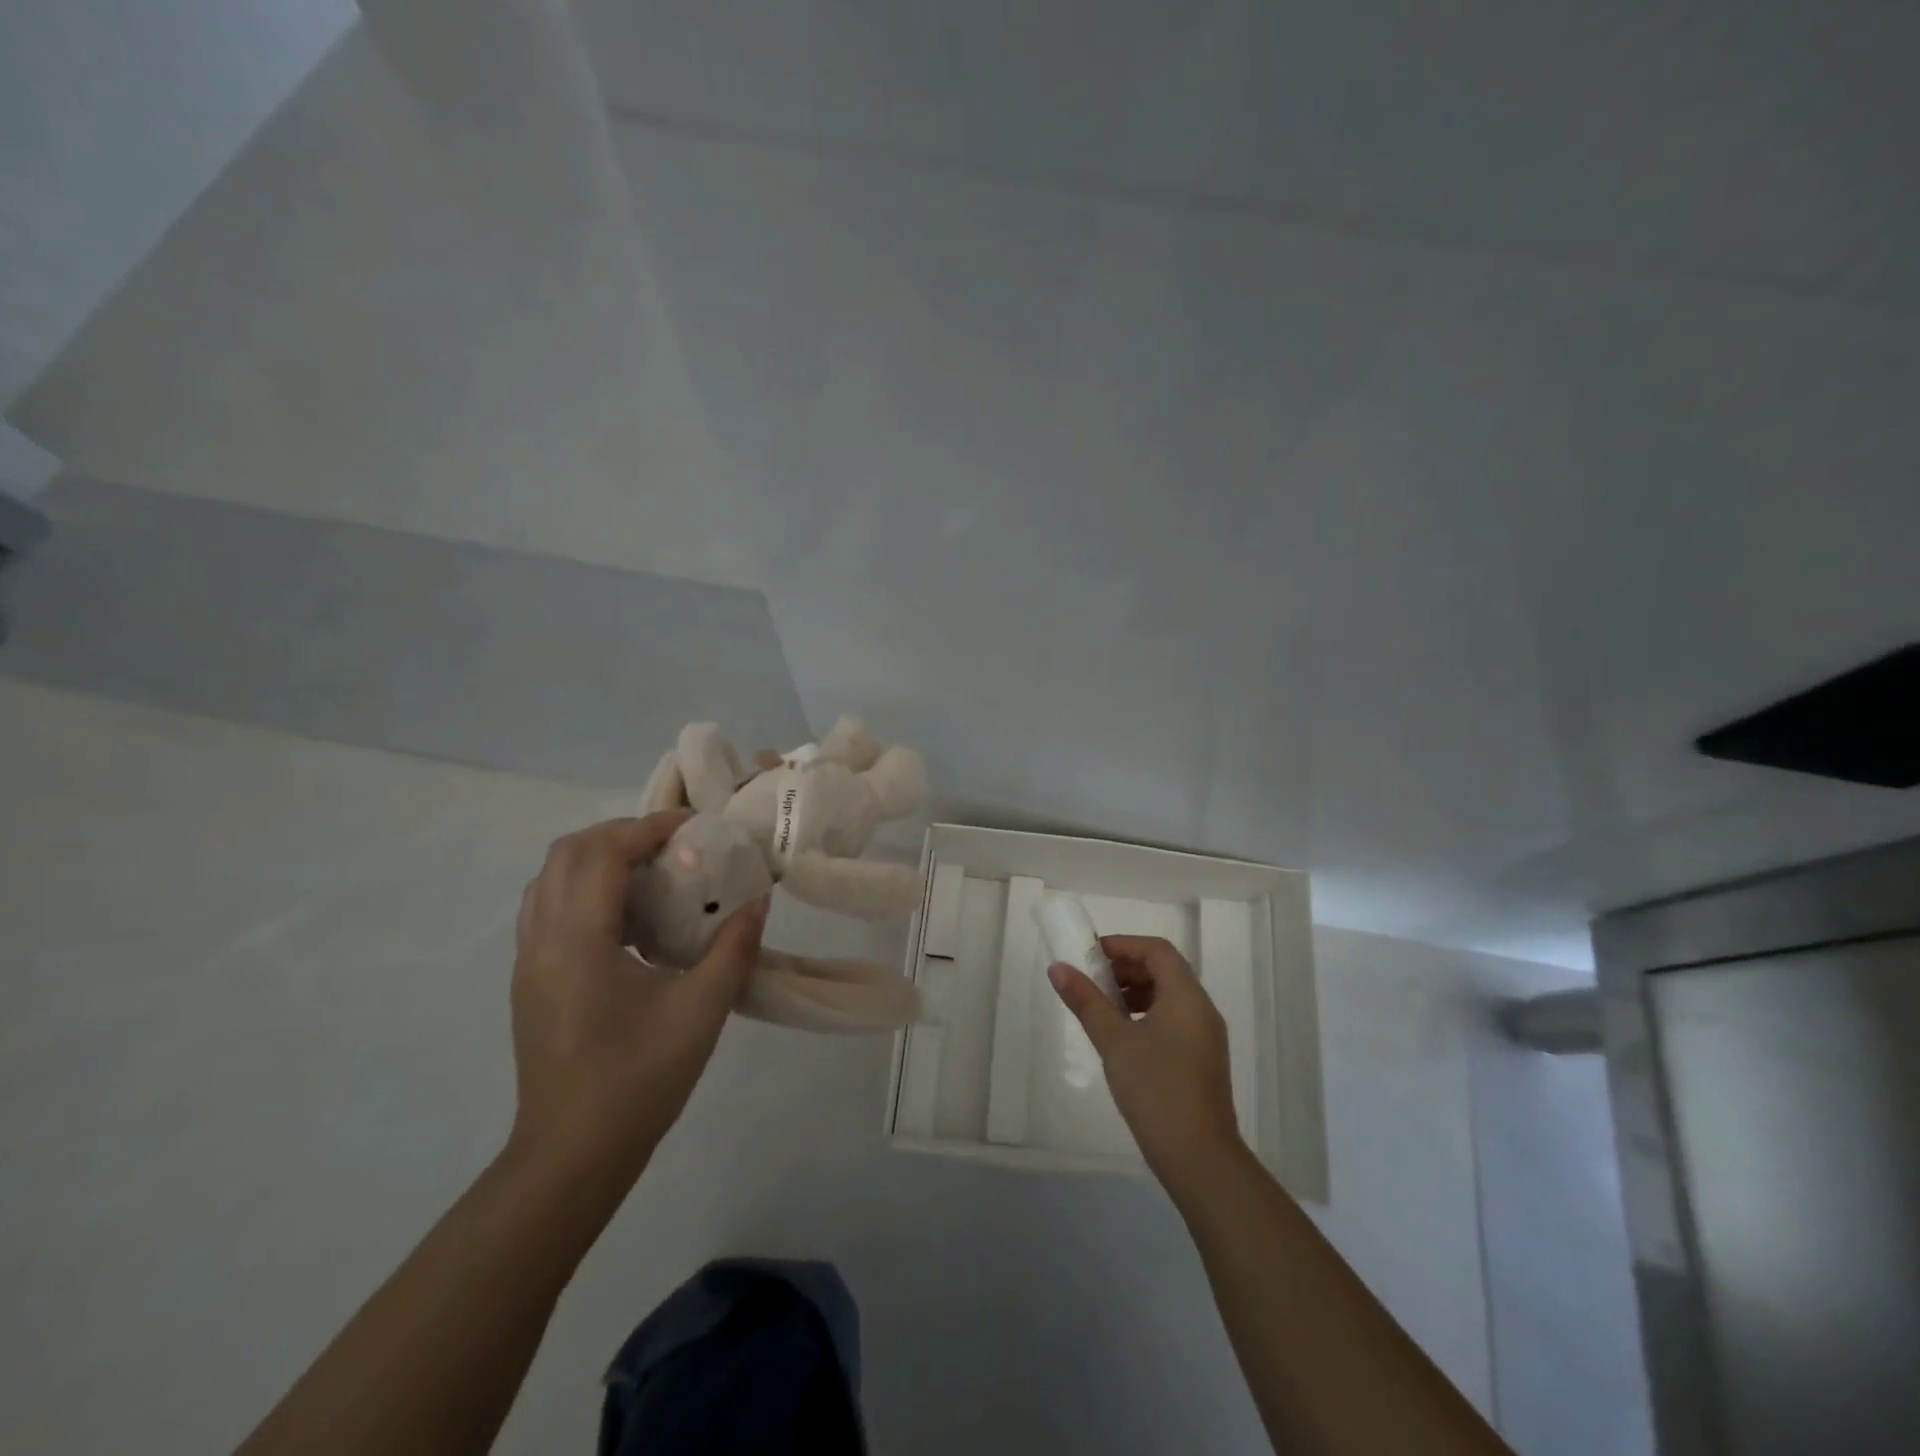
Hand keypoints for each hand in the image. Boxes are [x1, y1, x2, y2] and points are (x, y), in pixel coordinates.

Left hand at [507, 812, 767, 1189]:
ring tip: (652, 873)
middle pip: (567, 854)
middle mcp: (542, 941)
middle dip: (622, 834)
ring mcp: (529, 961)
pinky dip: (586, 888)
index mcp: (578, 942)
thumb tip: (758, 903)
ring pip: (550, 879)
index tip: (695, 826)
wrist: (572, 1156)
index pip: (602, 854)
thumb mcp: (701, 1012)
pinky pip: (549, 908)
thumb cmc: (638, 1081)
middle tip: (674, 845)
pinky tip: (628, 918)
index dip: (648, 828)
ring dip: (599, 859)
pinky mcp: (531, 981)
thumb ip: (733, 949)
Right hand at [1049, 935, 1243, 1189]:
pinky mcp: (1202, 1061)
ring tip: (1102, 1010)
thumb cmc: (1156, 1090)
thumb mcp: (1114, 1041)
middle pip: (1164, 970)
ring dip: (1135, 993)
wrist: (1200, 1159)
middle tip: (1091, 980)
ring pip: (1169, 997)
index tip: (1090, 955)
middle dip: (1126, 968)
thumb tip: (1058, 967)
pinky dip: (1147, 1015)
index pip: (1157, 950)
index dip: (1123, 945)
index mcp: (1186, 996)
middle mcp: (1202, 1009)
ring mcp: (1206, 1037)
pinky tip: (1123, 1039)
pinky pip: (1174, 1020)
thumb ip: (1086, 1001)